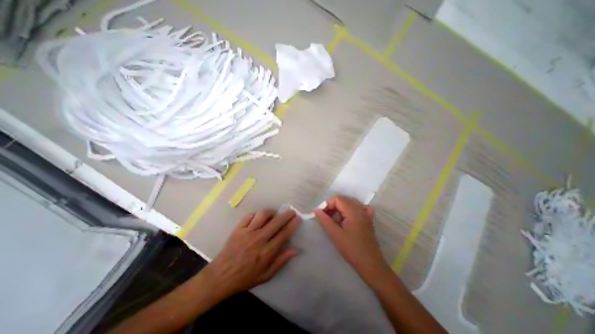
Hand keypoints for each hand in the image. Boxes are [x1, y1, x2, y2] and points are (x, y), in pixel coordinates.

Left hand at [204, 208, 302, 297]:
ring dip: (271, 212)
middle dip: (287, 214)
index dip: (293, 224)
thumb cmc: (245, 278)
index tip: (298, 218)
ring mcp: (247, 232)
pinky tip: (258, 218)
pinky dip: (256, 214)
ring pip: (263, 215)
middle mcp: (259, 239)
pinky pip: (249, 215)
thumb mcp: (266, 275)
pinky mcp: (238, 229)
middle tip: (291, 212)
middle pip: (276, 221)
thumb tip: (296, 250)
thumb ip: (281, 261)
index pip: (284, 234)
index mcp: (267, 252)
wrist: (220, 277)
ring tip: (274, 215)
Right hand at [314, 196, 392, 284]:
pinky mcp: (369, 220)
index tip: (322, 214)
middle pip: (344, 199)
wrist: (371, 264)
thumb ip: (325, 220)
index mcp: (353, 211)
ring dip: (341, 208)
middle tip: (326, 217)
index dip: (328, 204)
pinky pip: (360, 208)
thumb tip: (316, 210)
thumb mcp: (335, 234)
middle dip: (333, 206)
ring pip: (351, 203)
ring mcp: (366, 214)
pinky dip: (352, 209)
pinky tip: (348, 217)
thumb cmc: (351, 249)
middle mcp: (360, 209)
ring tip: (334, 219)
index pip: (337, 199)